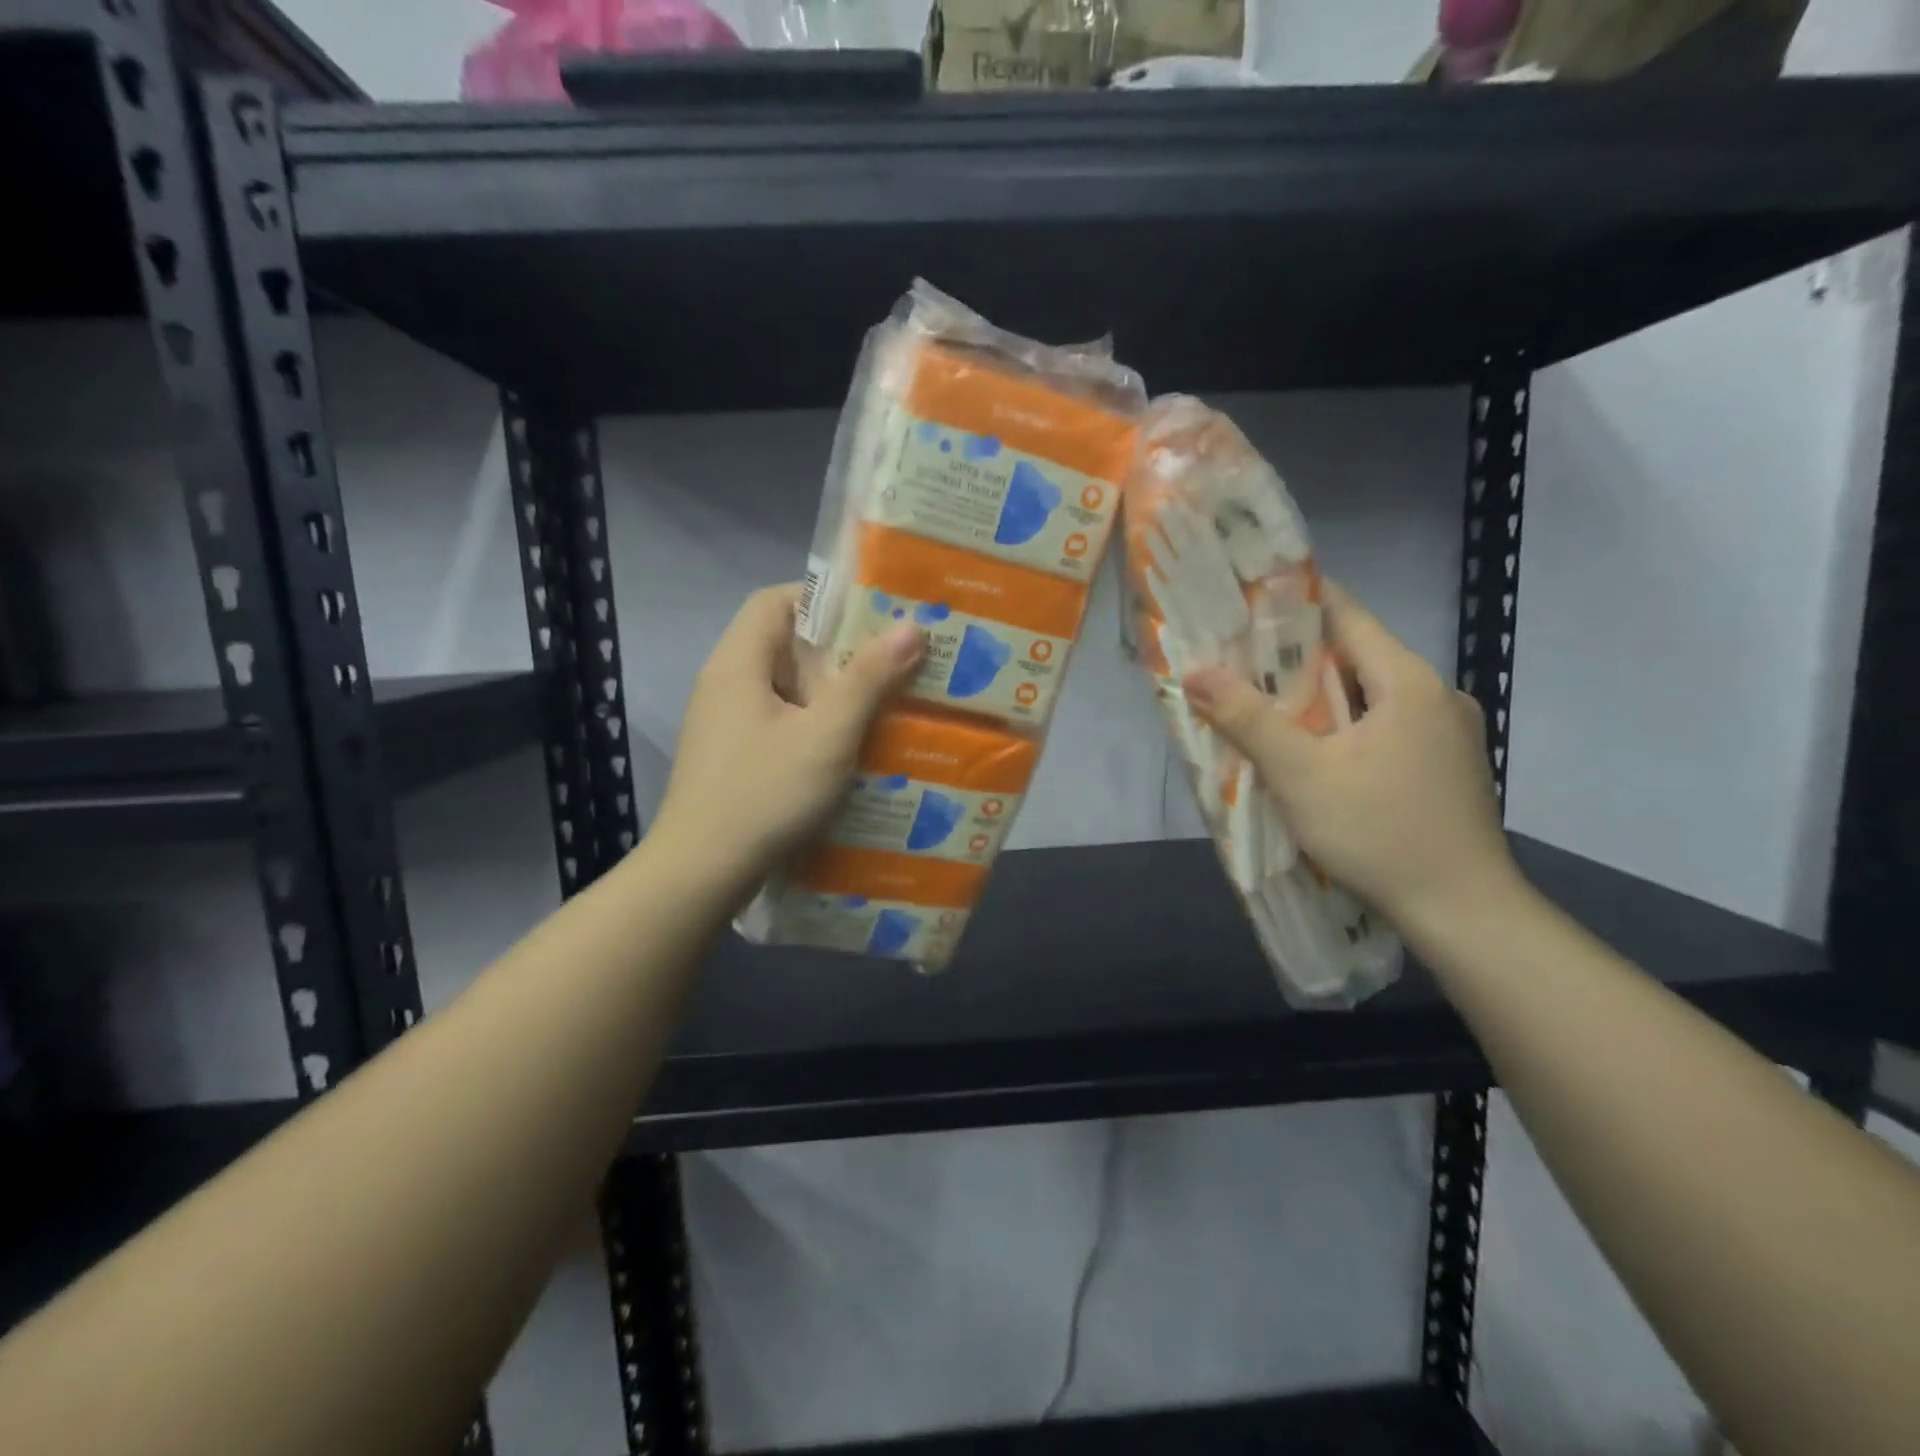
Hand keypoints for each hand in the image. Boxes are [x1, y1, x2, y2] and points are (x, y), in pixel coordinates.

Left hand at [653, 584, 922, 891]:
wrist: (700, 874)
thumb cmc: (765, 794)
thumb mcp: (827, 735)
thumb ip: (868, 680)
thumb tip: (911, 627)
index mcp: (738, 663)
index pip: (775, 600)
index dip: (823, 599)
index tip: (873, 615)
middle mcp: (725, 684)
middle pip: (783, 645)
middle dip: (839, 650)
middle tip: (893, 661)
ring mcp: (724, 724)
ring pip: (785, 688)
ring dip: (830, 692)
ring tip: (883, 702)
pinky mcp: (731, 758)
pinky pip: (779, 722)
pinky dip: (814, 724)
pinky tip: (849, 748)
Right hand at [1183, 583, 1516, 928]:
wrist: (1464, 912)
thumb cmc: (1378, 832)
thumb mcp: (1300, 774)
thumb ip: (1247, 718)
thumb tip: (1195, 672)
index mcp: (1408, 681)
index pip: (1347, 615)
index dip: (1295, 603)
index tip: (1246, 603)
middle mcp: (1436, 695)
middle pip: (1357, 656)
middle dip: (1297, 657)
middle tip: (1238, 661)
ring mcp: (1449, 733)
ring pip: (1371, 696)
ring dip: (1321, 696)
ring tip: (1266, 705)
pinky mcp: (1447, 767)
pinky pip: (1387, 726)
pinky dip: (1347, 726)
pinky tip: (1317, 752)